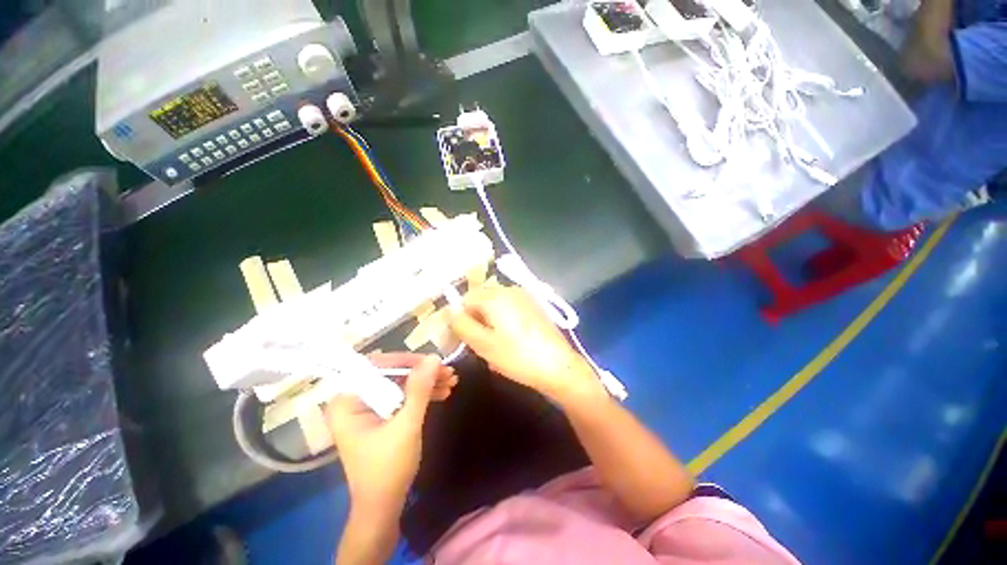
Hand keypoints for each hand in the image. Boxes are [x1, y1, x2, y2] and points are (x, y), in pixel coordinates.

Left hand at [325, 353, 454, 510]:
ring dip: (427, 383)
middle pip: (392, 374)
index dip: (407, 361)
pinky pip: (402, 397)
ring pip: (401, 384)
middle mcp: (355, 400)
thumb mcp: (406, 425)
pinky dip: (422, 394)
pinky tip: (443, 392)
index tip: (433, 362)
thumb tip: (433, 357)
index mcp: (348, 401)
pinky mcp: (381, 416)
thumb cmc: (388, 468)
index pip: (377, 366)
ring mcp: (368, 408)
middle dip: (422, 373)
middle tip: (448, 371)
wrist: (384, 506)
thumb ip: (419, 389)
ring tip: (451, 381)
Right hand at [448, 286, 598, 400]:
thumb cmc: (517, 356)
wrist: (559, 366)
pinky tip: (511, 341)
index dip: (460, 319)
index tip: (462, 339)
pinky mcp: (534, 305)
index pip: (465, 300)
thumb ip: (461, 325)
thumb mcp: (483, 344)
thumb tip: (449, 311)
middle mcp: (509, 289)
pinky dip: (504, 321)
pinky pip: (510, 309)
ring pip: (495, 306)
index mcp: (495, 296)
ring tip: (496, 346)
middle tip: (480, 344)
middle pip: (481, 300)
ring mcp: (524, 296)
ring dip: (490, 322)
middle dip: (476, 320)